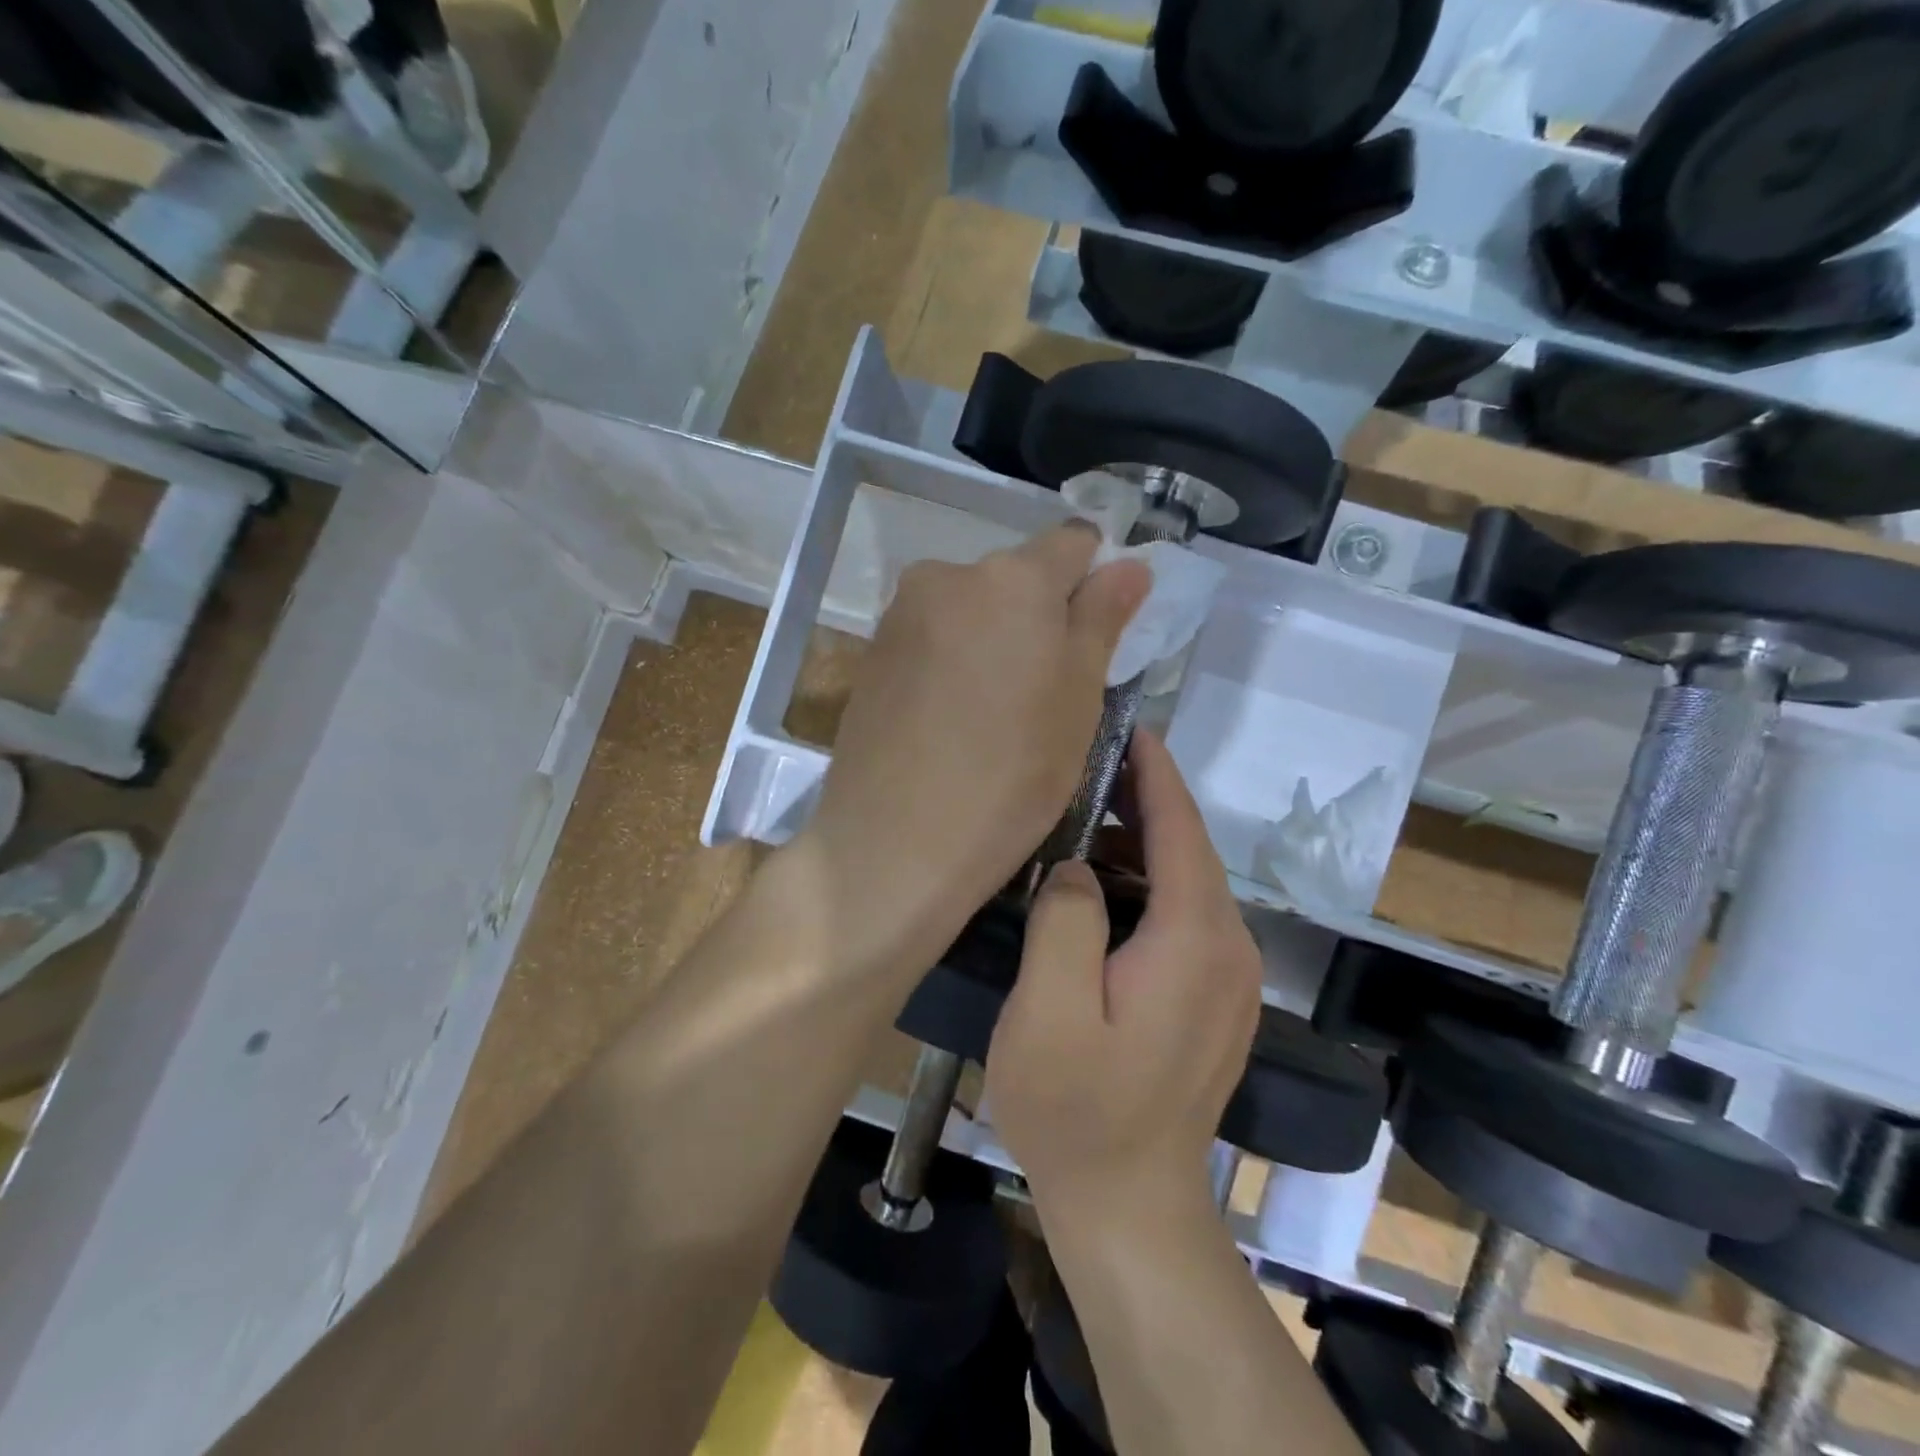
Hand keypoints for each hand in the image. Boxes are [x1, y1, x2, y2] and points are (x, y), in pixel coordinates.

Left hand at [793, 523, 1148, 984]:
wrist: (892, 842)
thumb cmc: (1012, 775)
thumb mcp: (1079, 700)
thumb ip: (1102, 619)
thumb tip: (1128, 564)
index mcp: (1013, 578)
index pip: (1074, 543)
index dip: (1096, 581)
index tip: (1097, 637)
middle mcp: (948, 575)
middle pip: (1016, 577)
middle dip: (1040, 616)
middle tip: (1049, 692)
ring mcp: (900, 614)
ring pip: (972, 609)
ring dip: (994, 639)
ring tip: (996, 714)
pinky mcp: (871, 654)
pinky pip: (933, 638)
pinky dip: (954, 661)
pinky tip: (952, 720)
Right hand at [986, 730, 1260, 1218]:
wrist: (1130, 1208)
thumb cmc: (1076, 1109)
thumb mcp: (1049, 1010)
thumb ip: (1065, 919)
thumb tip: (1077, 867)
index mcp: (1195, 939)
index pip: (1180, 828)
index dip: (1153, 772)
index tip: (1123, 726)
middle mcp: (1230, 949)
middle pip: (1188, 850)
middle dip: (1141, 802)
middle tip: (1082, 768)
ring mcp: (1230, 979)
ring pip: (1186, 884)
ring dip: (1139, 847)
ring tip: (1078, 825)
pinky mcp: (1215, 1001)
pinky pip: (1186, 918)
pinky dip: (1146, 887)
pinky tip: (1099, 892)